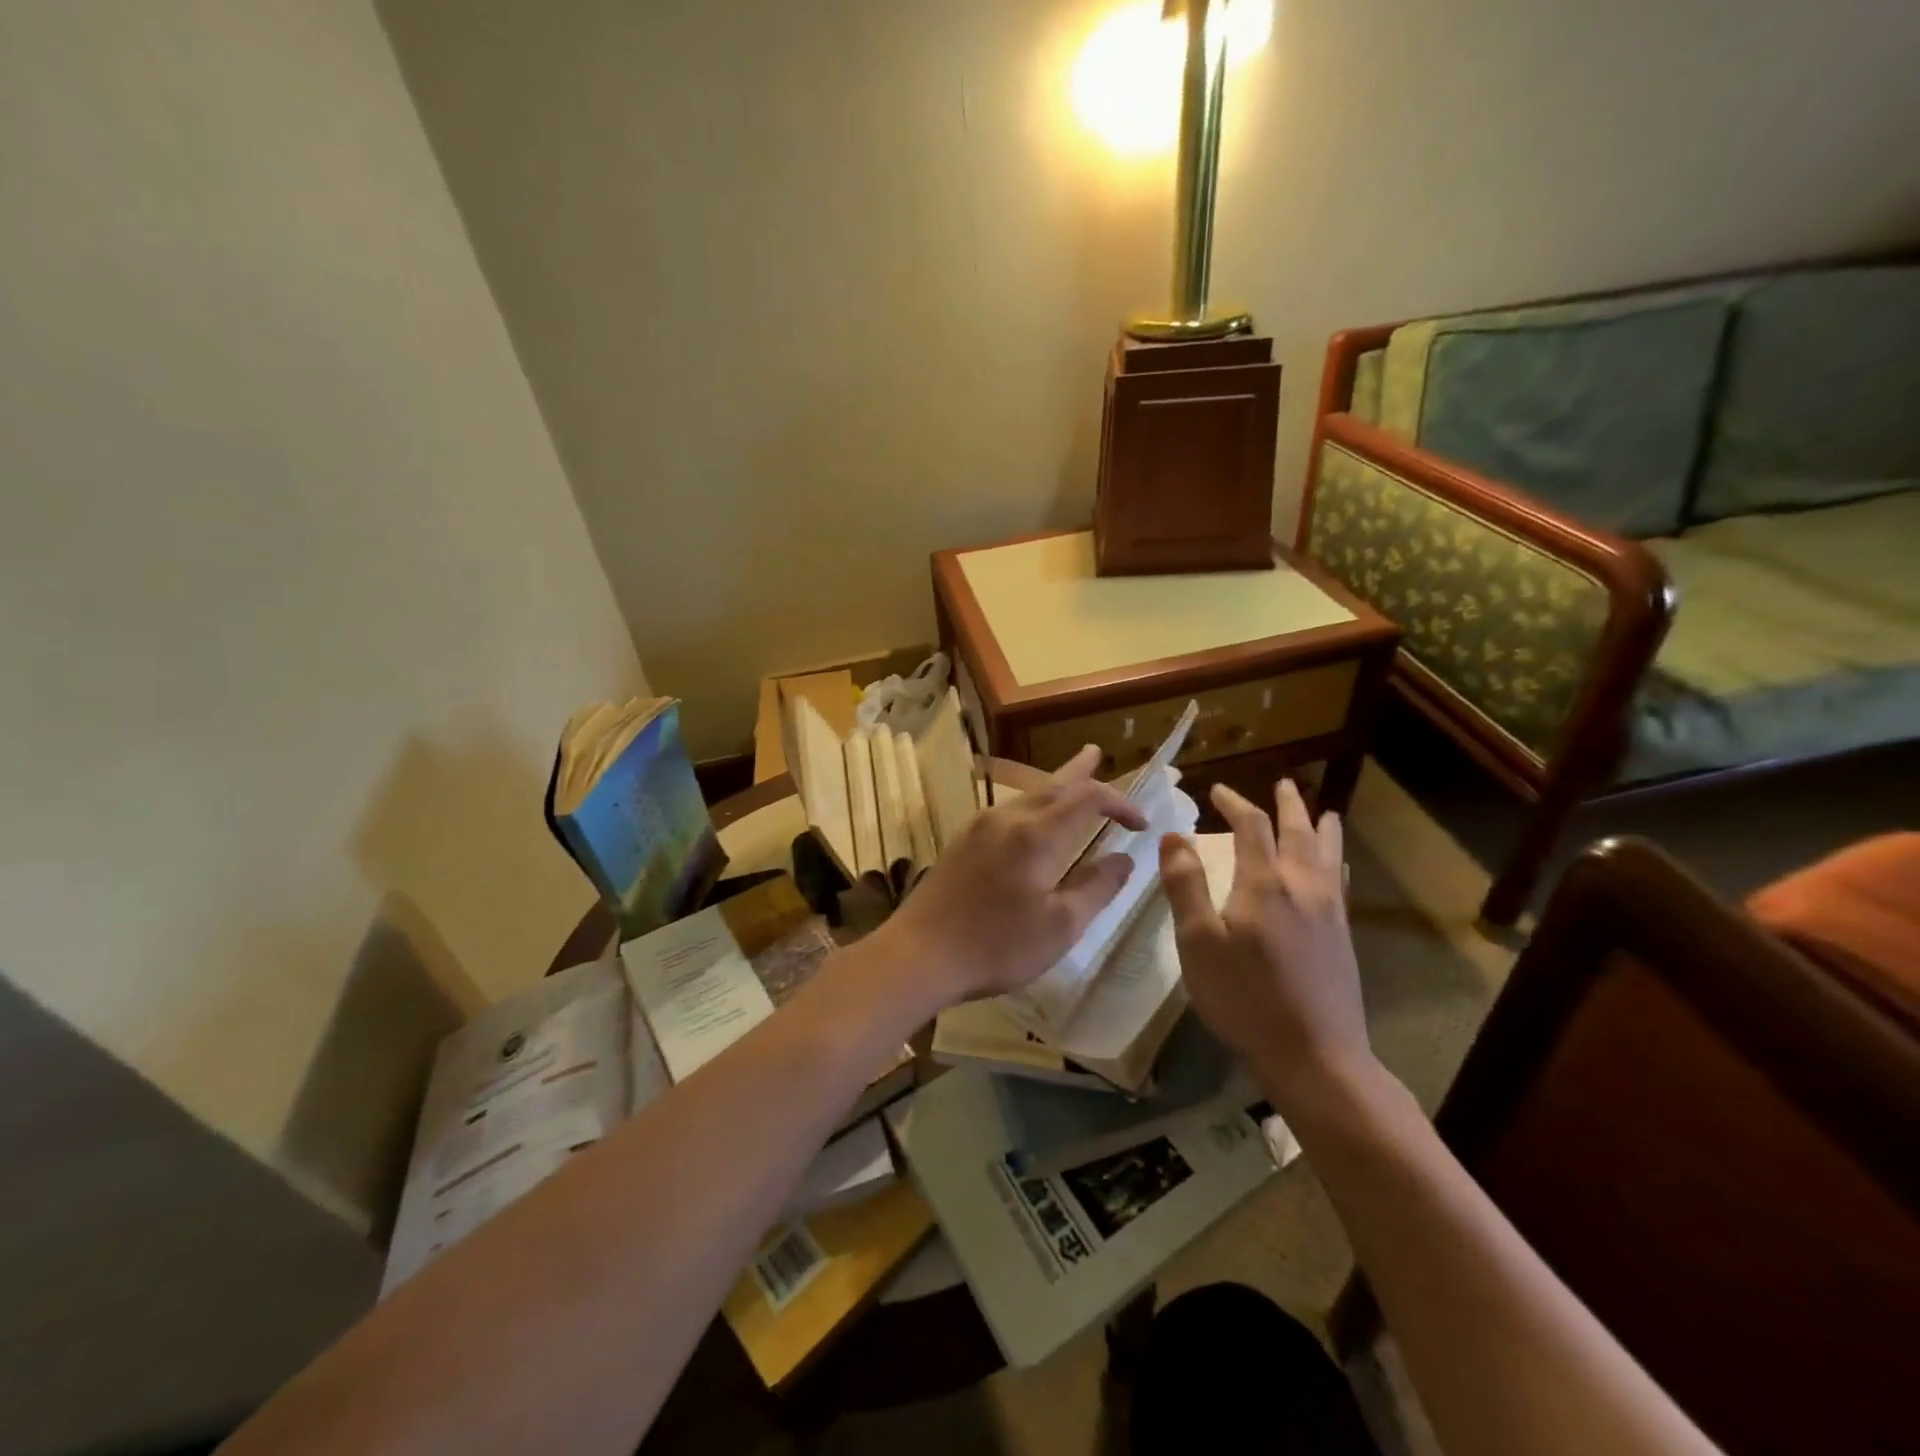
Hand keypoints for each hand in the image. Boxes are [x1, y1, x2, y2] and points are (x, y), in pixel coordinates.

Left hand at [875, 745, 1145, 1009]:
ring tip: (1072, 778)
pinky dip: (1032, 805)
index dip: (1119, 803)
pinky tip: (1033, 818)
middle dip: (1081, 771)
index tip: (1141, 824)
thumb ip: (1097, 888)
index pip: (1088, 798)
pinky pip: (1008, 810)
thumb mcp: (1060, 927)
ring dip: (1055, 787)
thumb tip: (1124, 860)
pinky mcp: (962, 841)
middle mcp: (1007, 818)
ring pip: (1027, 796)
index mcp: (1036, 834)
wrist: (919, 954)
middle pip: (1052, 785)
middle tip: (1097, 753)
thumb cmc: (997, 945)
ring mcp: (979, 827)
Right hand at [1159, 779, 1373, 1111]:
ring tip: (1325, 811)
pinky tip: (1337, 868)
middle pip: (1299, 832)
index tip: (1218, 790)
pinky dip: (1337, 860)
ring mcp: (1330, 912)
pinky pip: (1341, 881)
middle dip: (1288, 805)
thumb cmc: (1244, 997)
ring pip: (1328, 854)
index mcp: (1264, 883)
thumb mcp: (1198, 942)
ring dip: (1322, 827)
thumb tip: (1174, 835)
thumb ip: (1185, 884)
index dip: (1234, 803)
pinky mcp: (1343, 936)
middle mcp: (1303, 886)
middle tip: (1284, 784)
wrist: (1314, 1055)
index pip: (1251, 827)